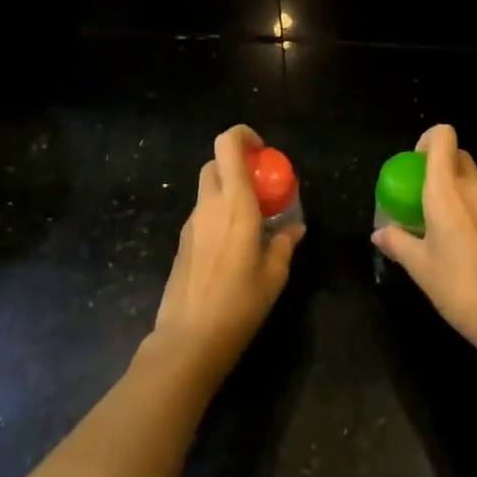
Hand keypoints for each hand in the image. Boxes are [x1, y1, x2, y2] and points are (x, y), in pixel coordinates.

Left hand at [152, 124, 304, 378]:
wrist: (188, 340)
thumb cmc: (239, 304)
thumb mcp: (274, 275)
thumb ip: (285, 244)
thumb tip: (294, 228)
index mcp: (234, 203)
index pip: (227, 145)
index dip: (243, 136)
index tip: (264, 152)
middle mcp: (209, 205)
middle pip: (216, 164)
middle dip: (238, 166)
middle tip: (261, 189)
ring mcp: (191, 223)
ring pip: (207, 190)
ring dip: (228, 192)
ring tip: (253, 222)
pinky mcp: (182, 243)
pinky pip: (202, 214)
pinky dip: (218, 215)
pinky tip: (234, 247)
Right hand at [372, 124, 476, 356]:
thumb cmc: (458, 287)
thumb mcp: (419, 267)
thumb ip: (398, 243)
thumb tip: (379, 234)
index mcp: (444, 190)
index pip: (442, 136)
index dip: (427, 140)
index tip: (414, 164)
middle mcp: (473, 186)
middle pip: (457, 155)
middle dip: (439, 164)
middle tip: (424, 193)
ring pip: (476, 175)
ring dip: (460, 184)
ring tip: (449, 214)